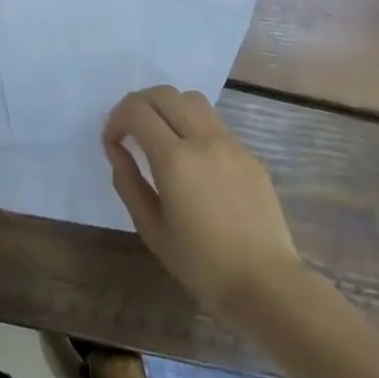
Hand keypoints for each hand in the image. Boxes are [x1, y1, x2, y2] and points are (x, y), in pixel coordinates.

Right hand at [102, 87, 302, 319]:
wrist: (265, 284)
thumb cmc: (202, 265)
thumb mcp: (151, 229)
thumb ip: (128, 182)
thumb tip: (116, 149)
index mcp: (175, 160)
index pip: (136, 111)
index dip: (116, 119)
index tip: (113, 142)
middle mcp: (203, 140)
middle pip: (163, 93)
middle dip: (138, 104)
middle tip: (129, 131)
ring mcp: (230, 143)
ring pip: (191, 99)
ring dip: (167, 107)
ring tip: (160, 135)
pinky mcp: (248, 153)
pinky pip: (214, 122)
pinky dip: (192, 123)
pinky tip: (191, 156)